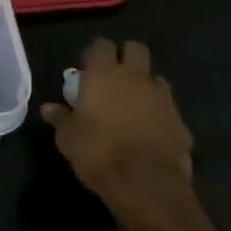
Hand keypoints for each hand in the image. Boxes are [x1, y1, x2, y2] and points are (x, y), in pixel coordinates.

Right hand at [41, 38, 193, 223]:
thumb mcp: (68, 138)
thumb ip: (61, 118)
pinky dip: (160, 116)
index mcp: (104, 74)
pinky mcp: (182, 124)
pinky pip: (169, 110)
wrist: (147, 186)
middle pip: (136, 49)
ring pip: (156, 79)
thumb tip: (49, 108)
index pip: (101, 45)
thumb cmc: (98, 153)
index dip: (94, 54)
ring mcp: (163, 99)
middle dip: (126, 58)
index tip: (86, 70)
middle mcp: (135, 78)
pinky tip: (150, 135)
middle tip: (113, 79)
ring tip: (133, 107)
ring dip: (146, 87)